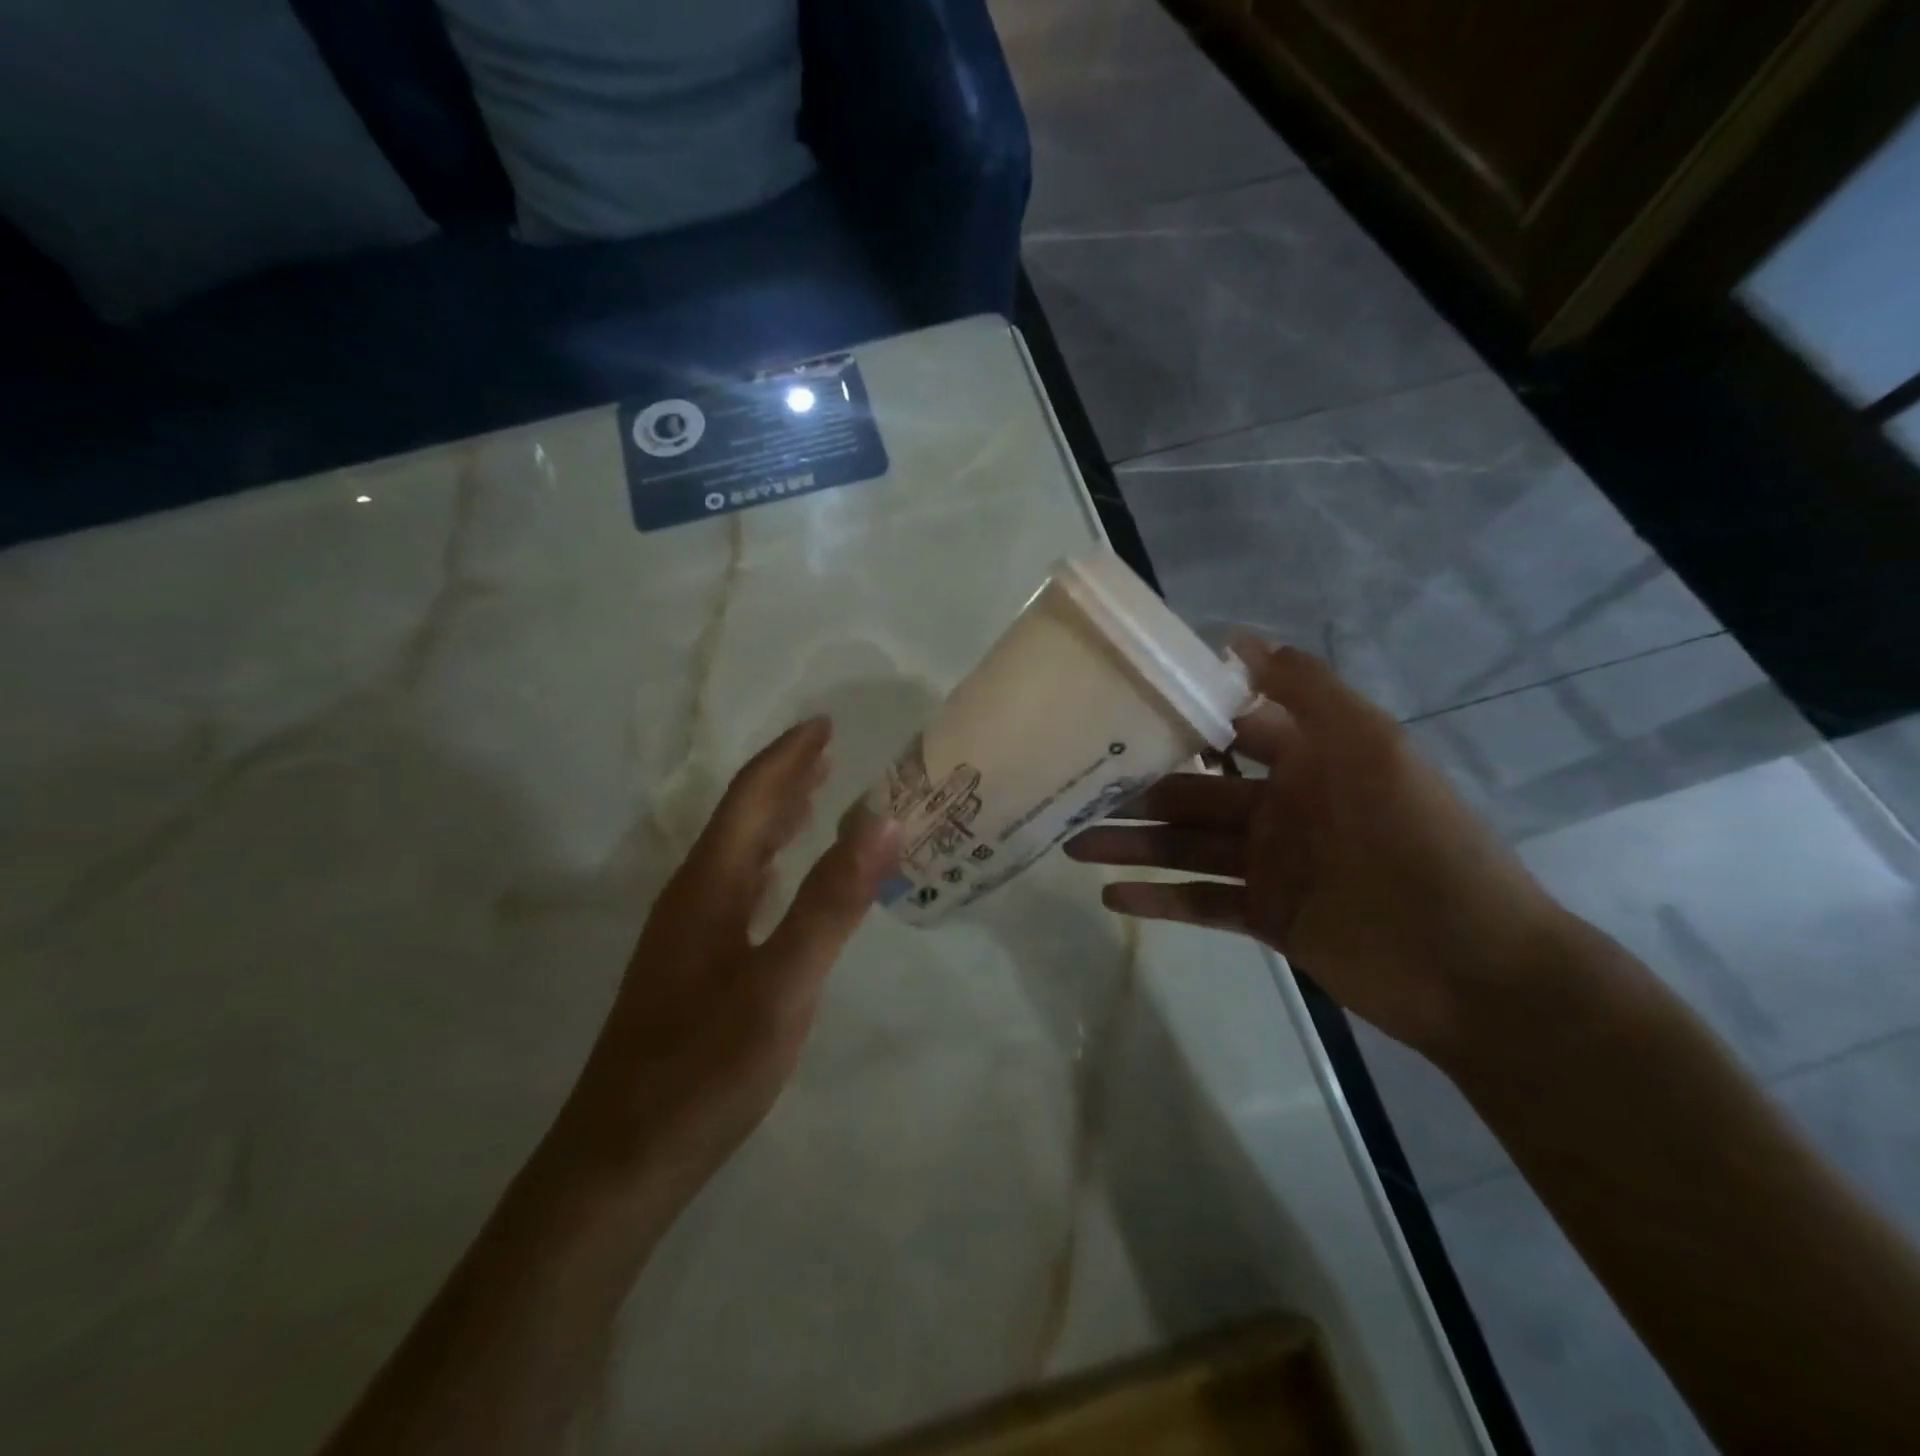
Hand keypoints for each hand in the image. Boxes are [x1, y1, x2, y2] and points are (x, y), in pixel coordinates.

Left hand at [545, 717, 900, 1201]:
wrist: (619, 1162)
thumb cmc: (705, 1070)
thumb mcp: (782, 984)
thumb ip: (832, 901)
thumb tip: (884, 820)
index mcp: (710, 886)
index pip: (751, 798)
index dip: (789, 756)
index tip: (826, 723)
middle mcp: (693, 897)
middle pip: (741, 818)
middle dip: (785, 778)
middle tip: (829, 751)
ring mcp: (686, 935)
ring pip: (737, 854)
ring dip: (775, 818)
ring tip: (814, 797)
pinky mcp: (690, 967)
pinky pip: (737, 889)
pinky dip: (768, 863)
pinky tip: (779, 879)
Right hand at [1065, 640, 1566, 1056]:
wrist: (1476, 967)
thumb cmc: (1421, 843)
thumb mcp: (1372, 748)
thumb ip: (1307, 690)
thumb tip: (1235, 636)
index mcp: (1306, 763)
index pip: (1228, 731)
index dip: (1177, 720)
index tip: (1115, 709)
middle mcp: (1281, 808)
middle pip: (1192, 793)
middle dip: (1135, 790)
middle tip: (1071, 786)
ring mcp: (1271, 866)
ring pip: (1185, 848)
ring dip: (1131, 844)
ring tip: (1072, 844)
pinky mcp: (1266, 918)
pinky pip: (1200, 904)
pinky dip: (1158, 900)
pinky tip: (1110, 897)